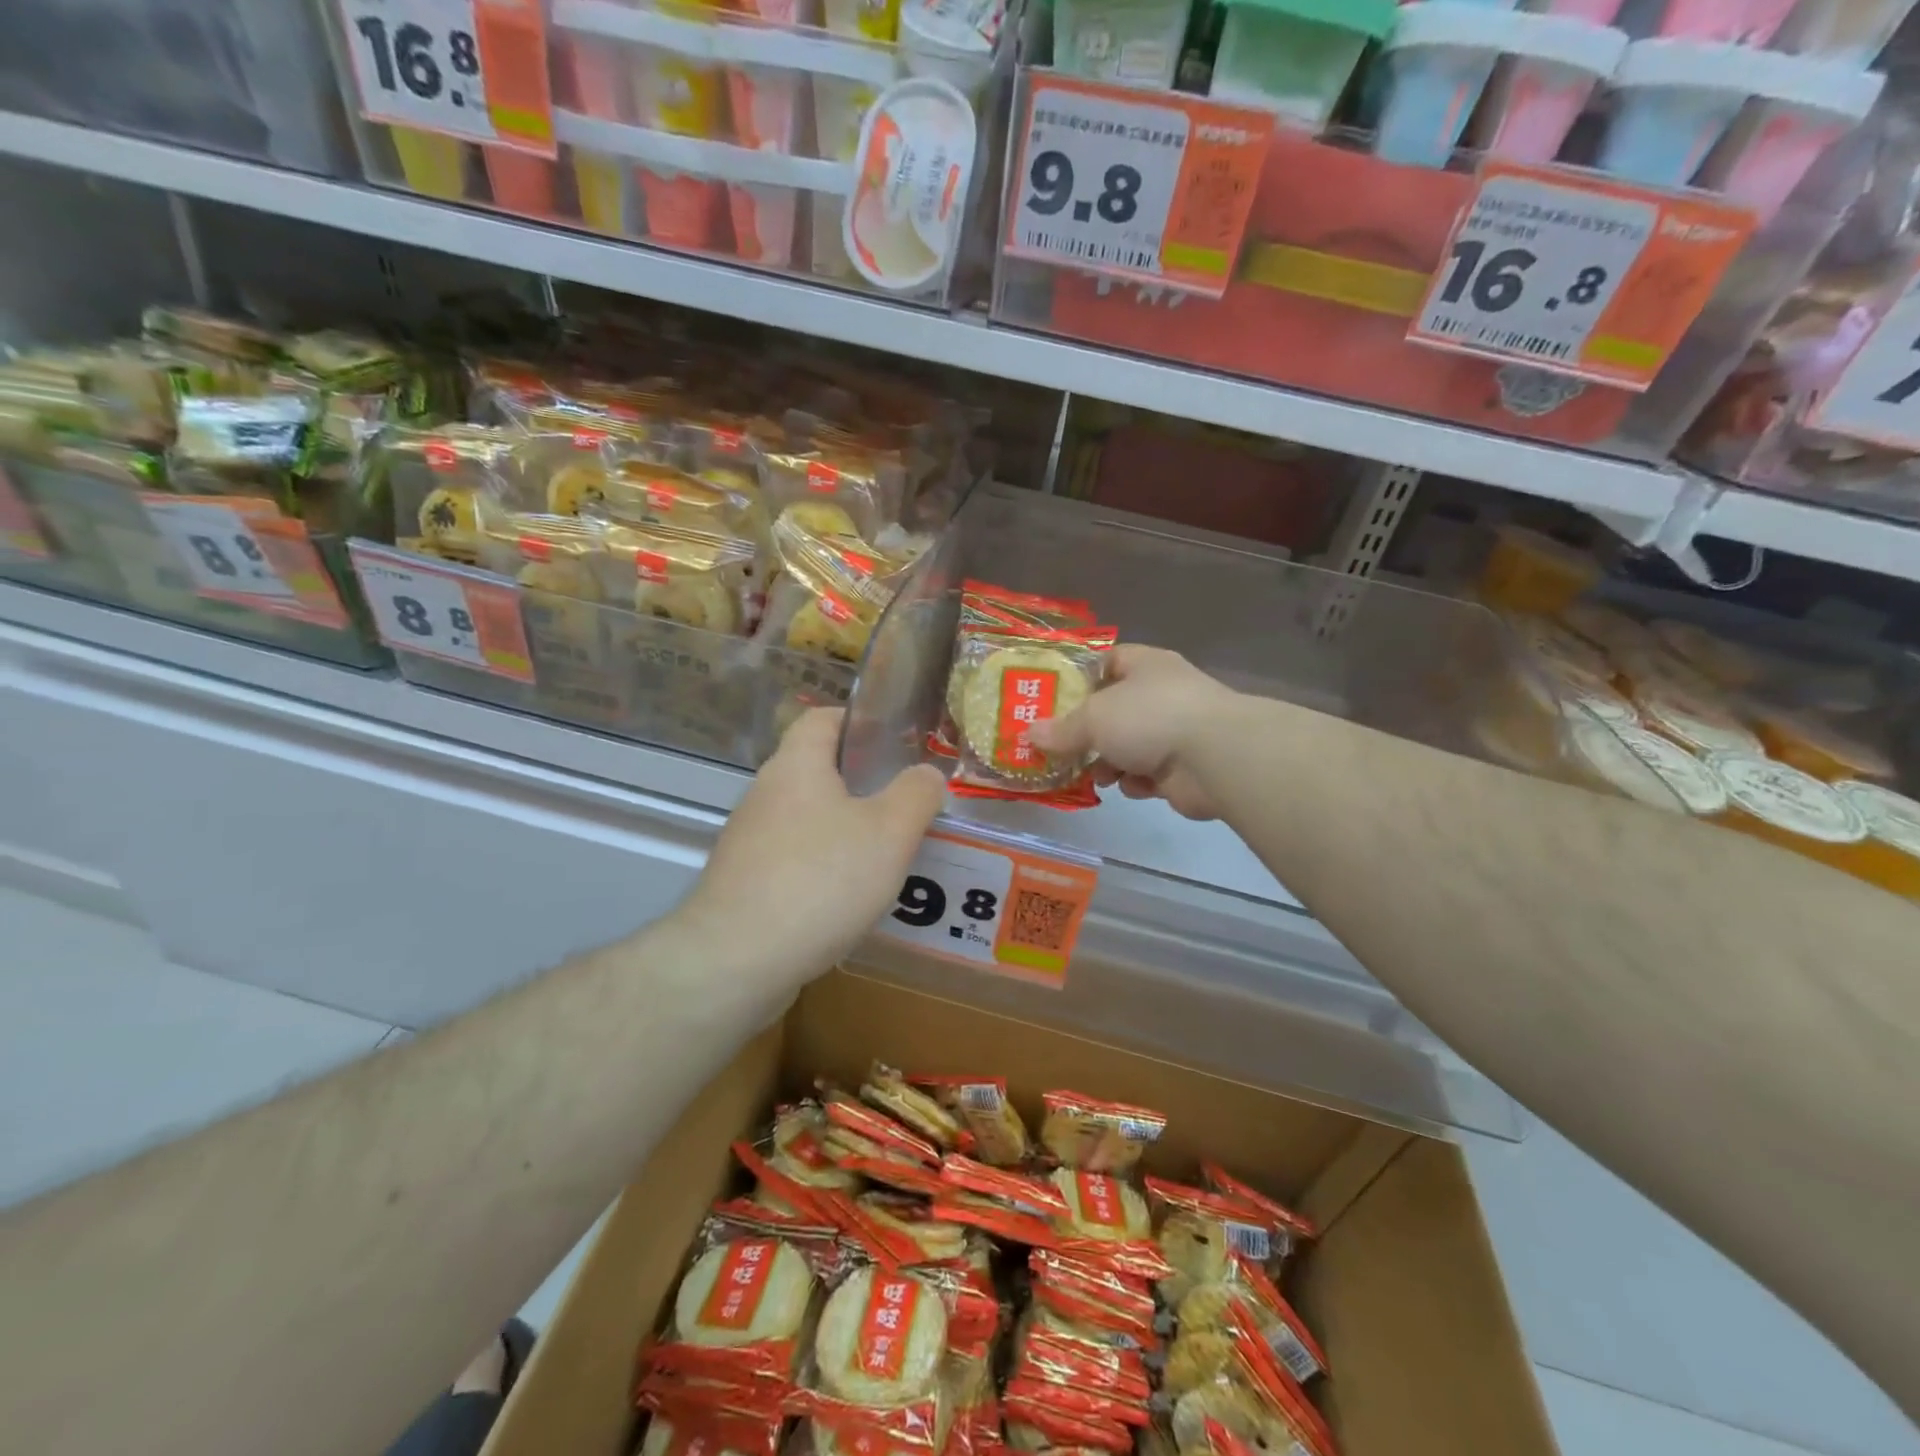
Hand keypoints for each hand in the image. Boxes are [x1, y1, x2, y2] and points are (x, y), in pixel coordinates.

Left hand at [680, 708, 947, 978]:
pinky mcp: (744, 884)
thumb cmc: (820, 880)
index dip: (859, 721)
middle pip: (817, 772)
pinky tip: (850, 899)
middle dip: (863, 785)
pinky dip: (824, 869)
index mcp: (796, 766)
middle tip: (906, 806)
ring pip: (808, 820)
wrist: (737, 961)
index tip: (896, 742)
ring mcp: (749, 841)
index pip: (822, 718)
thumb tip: (926, 774)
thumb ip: (916, 794)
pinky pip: (794, 861)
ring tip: (888, 856)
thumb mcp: (890, 832)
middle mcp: (765, 794)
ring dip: (846, 831)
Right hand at [1028, 645, 1238, 820]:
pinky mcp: (1183, 767)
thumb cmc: (1149, 717)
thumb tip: (1029, 734)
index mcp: (1144, 665)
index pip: (1107, 661)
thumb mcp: (1093, 718)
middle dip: (1087, 732)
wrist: (1215, 757)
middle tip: (1060, 748)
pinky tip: (1129, 786)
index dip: (1079, 678)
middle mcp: (1161, 693)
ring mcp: (1175, 730)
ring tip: (1094, 774)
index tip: (1053, 700)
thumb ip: (1061, 729)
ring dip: (1109, 762)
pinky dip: (1136, 781)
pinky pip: (1147, 773)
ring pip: (1128, 745)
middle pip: (1113, 709)